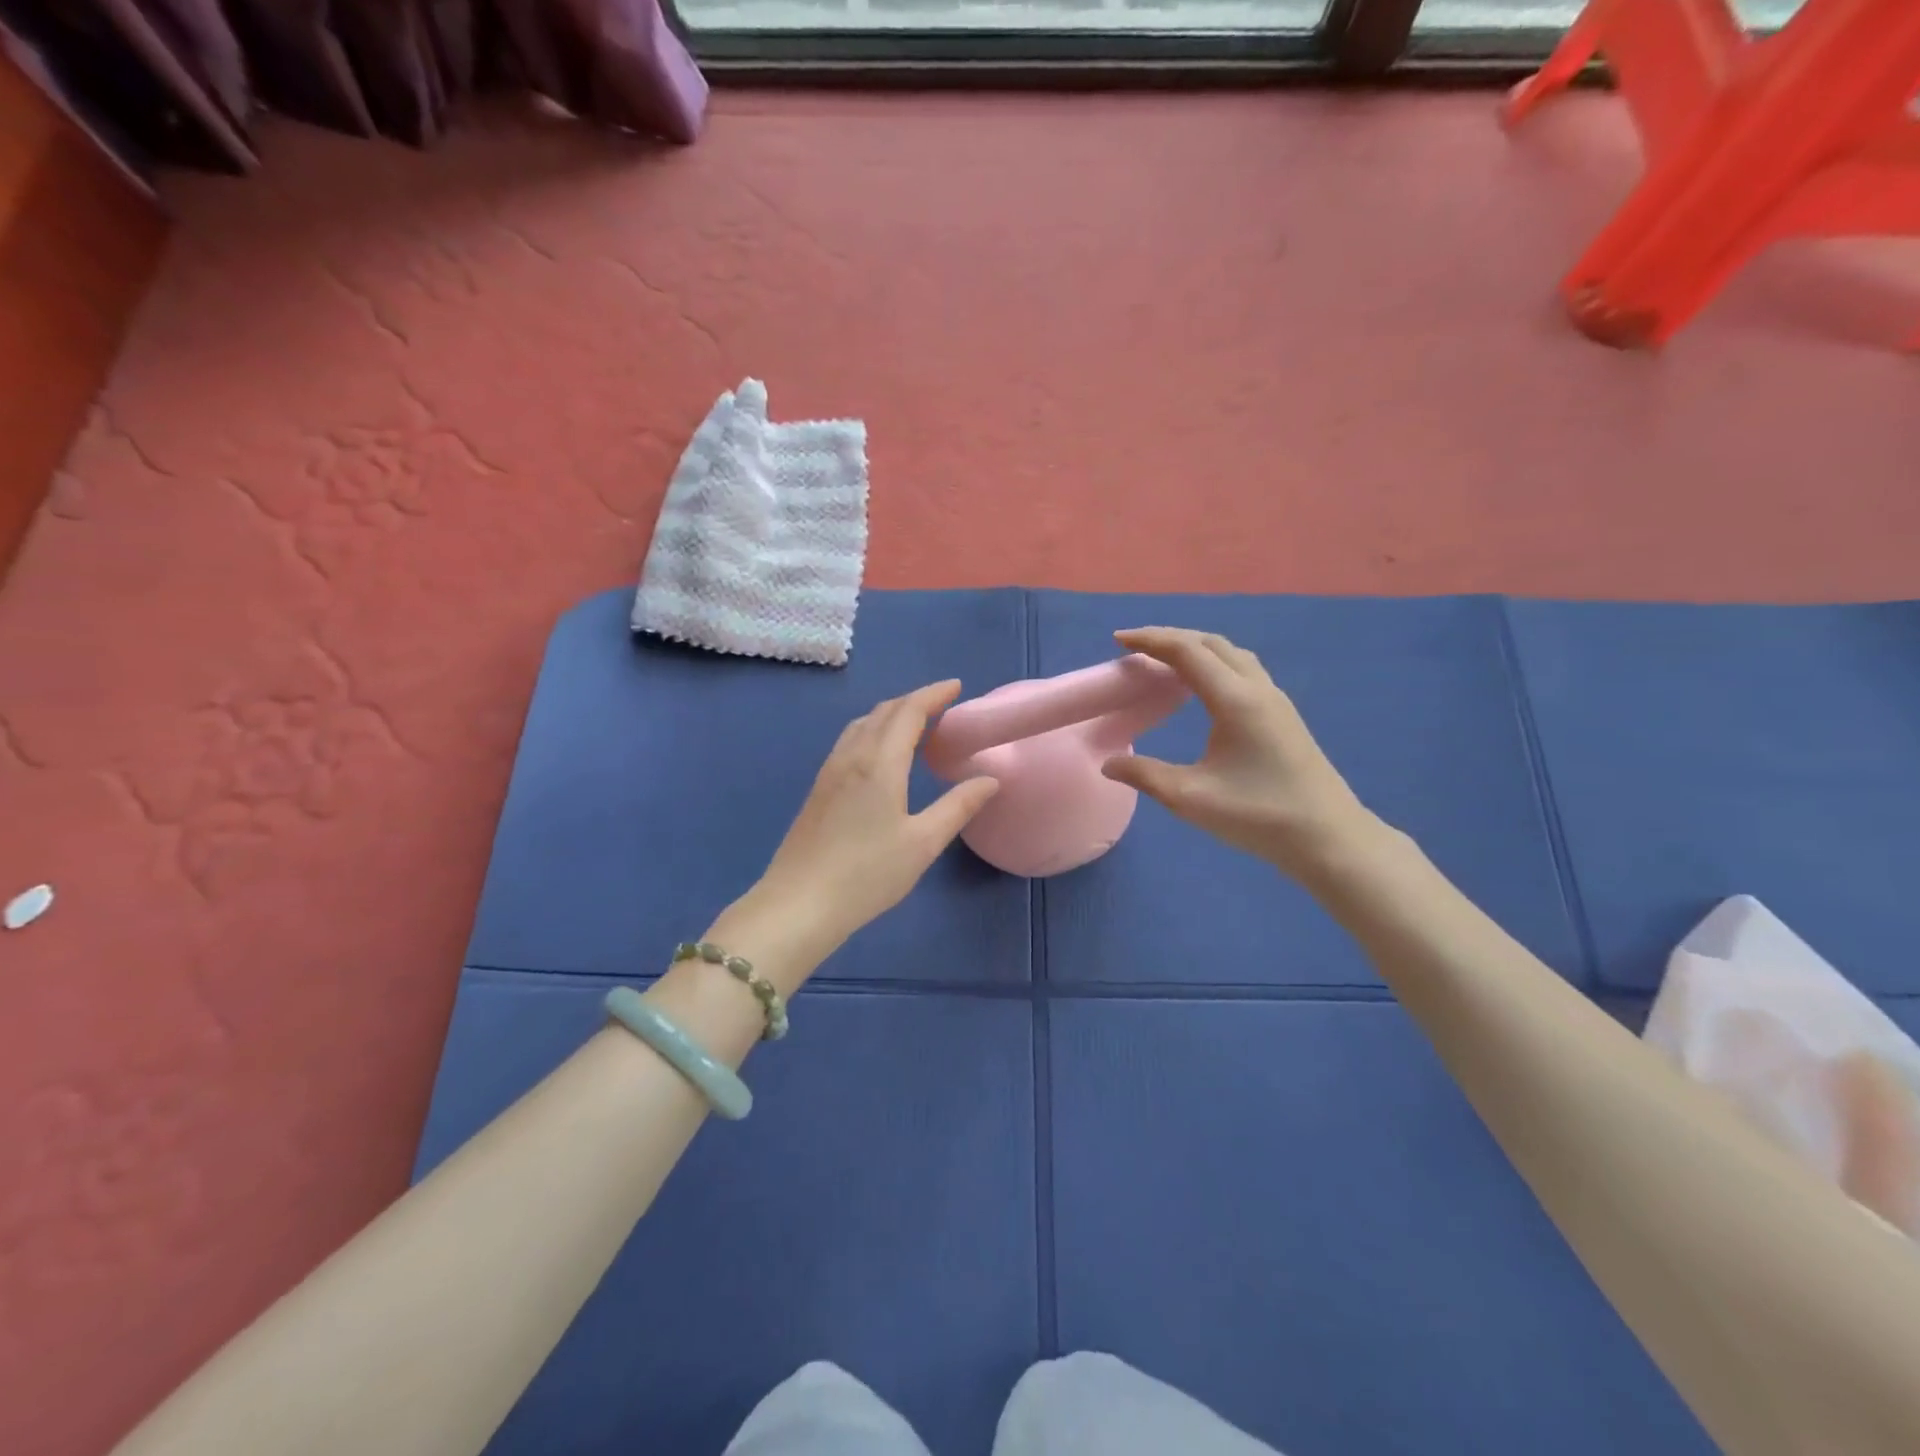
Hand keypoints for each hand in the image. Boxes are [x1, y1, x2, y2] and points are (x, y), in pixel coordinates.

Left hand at [753, 680, 999, 955]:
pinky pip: (849, 741)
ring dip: (891, 714)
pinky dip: (873, 730)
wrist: (799, 903)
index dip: (933, 694)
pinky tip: (880, 753)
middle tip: (942, 704)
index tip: (956, 687)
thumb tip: (990, 779)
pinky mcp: (819, 789)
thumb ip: (958, 806)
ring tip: (915, 724)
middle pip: (883, 712)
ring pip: (862, 724)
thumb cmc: (867, 874)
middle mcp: (852, 756)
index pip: (909, 712)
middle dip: (914, 700)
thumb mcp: (923, 843)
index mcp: (879, 763)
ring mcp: (830, 771)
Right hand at [1100, 627, 1373, 875]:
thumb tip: (1108, 764)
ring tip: (1165, 662)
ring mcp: (1275, 700)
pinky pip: (1243, 670)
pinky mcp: (1283, 715)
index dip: (1150, 640)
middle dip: (1170, 637)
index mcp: (1235, 700)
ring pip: (1231, 654)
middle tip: (1135, 648)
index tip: (1118, 640)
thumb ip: (1144, 775)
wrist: (1329, 838)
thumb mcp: (1190, 799)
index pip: (1187, 651)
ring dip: (1195, 648)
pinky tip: (1201, 688)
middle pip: (1211, 643)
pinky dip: (1213, 664)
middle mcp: (1257, 689)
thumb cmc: (1258, 816)